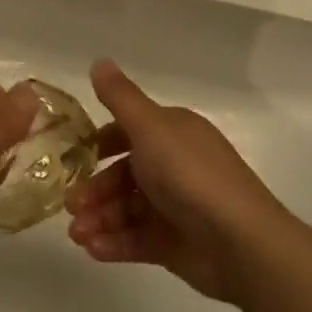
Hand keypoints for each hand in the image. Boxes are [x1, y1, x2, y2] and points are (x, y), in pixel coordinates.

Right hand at [66, 60, 292, 303]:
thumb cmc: (190, 175)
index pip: (129, 132)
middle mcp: (174, 165)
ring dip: (99, 219)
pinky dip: (114, 243)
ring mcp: (175, 207)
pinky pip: (137, 239)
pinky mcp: (175, 243)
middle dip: (94, 189)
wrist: (240, 242)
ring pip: (126, 209)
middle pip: (123, 175)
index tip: (74, 157)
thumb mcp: (150, 127)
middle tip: (71, 206)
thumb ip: (120, 97)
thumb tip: (99, 61)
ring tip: (78, 235)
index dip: (100, 143)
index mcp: (173, 133)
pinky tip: (94, 250)